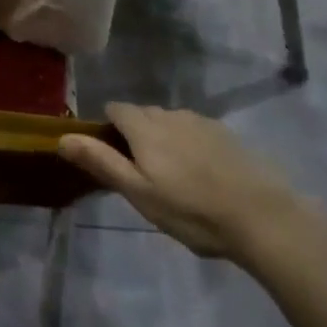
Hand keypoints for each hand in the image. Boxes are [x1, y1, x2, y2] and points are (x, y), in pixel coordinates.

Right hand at [58, 103, 300, 261]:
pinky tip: (203, 177)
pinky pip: (195, 132)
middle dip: (136, 136)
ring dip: (164, 141)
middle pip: (142, 115)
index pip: (115, 109)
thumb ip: (101, 162)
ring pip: (170, 124)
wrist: (263, 217)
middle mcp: (170, 114)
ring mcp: (202, 122)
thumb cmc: (192, 210)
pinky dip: (190, 147)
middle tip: (144, 177)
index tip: (113, 160)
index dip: (108, 130)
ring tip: (175, 180)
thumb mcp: (139, 193)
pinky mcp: (227, 135)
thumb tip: (62, 137)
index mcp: (145, 126)